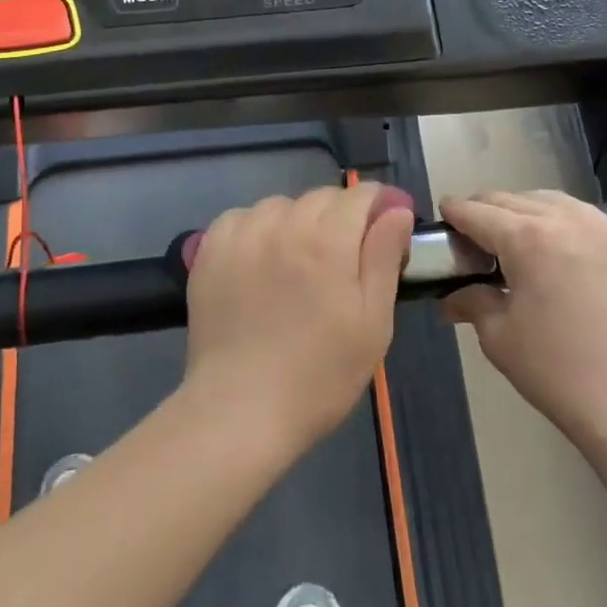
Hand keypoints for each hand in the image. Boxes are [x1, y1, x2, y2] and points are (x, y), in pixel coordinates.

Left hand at [183, 183, 415, 451]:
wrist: (240, 410)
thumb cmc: (319, 375)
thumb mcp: (372, 323)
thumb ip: (384, 258)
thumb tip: (396, 210)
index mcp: (328, 240)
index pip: (359, 195)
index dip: (377, 207)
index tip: (383, 231)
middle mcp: (283, 224)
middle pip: (320, 198)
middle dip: (339, 217)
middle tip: (342, 261)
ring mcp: (242, 235)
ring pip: (280, 206)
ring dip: (296, 222)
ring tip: (297, 264)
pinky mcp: (210, 250)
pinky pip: (241, 218)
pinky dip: (256, 229)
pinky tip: (259, 261)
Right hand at [441, 190, 606, 443]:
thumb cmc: (556, 370)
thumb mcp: (499, 336)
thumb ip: (472, 302)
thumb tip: (452, 298)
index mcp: (527, 238)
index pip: (479, 212)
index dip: (455, 210)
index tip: (445, 213)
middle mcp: (568, 220)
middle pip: (516, 200)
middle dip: (490, 209)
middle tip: (476, 229)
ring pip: (558, 202)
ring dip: (530, 211)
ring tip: (520, 234)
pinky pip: (595, 224)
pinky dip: (570, 228)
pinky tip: (567, 255)